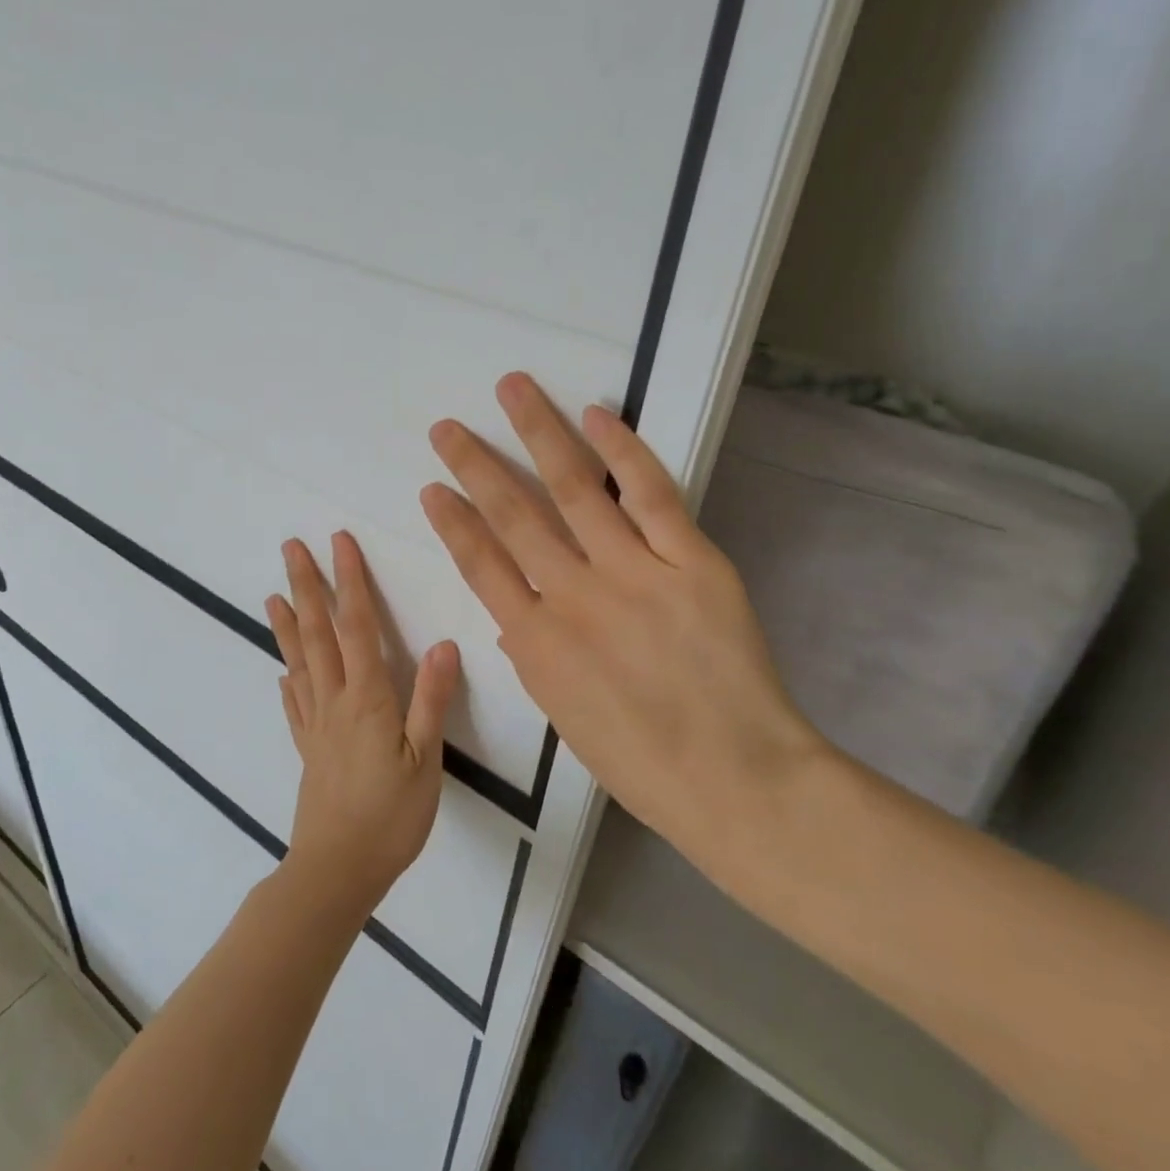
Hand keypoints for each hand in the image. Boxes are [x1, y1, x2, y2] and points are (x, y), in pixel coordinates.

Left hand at [265, 533, 460, 920]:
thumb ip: (431, 700)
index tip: (339, 542)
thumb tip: (443, 643)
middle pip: (318, 633)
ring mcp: (315, 725)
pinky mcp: (308, 749)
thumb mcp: (426, 760)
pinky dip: (288, 680)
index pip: (357, 626)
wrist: (337, 871)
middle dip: (307, 586)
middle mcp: (334, 701)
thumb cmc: (391, 817)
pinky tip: (283, 672)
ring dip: (288, 625)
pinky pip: (295, 705)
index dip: (350, 581)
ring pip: (300, 662)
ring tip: (272, 595)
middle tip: (291, 548)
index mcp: (366, 698)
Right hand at [421, 372, 829, 861]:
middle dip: (476, 465)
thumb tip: (511, 613)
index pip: (480, 565)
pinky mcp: (691, 562)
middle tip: (447, 428)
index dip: (453, 522)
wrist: (737, 781)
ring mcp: (633, 574)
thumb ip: (532, 655)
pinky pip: (650, 494)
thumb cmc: (642, 762)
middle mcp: (573, 597)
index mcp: (535, 643)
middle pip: (514, 515)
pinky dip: (621, 451)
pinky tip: (595, 415)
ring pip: (573, 488)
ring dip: (537, 433)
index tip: (432, 487)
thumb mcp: (563, 715)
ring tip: (513, 389)